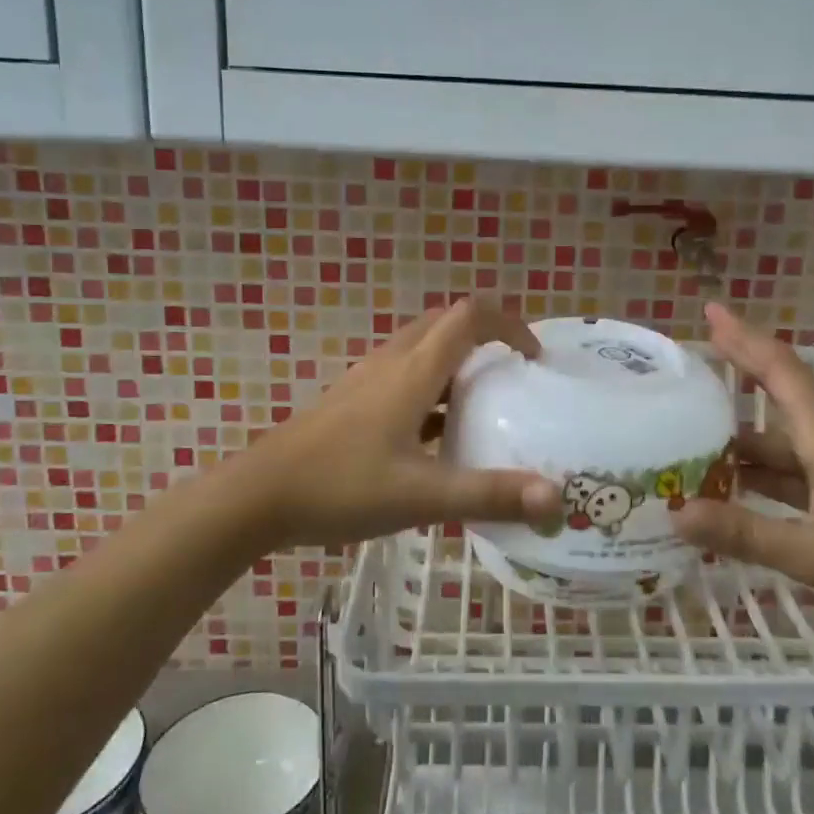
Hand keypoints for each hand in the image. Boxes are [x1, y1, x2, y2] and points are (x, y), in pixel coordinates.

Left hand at [232, 298, 561, 548]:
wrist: (257, 497)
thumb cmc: (341, 487)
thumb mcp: (421, 496)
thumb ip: (489, 494)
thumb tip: (556, 498)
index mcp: (413, 371)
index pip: (470, 315)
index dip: (509, 323)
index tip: (533, 358)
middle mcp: (392, 362)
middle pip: (446, 323)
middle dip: (486, 336)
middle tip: (513, 374)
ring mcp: (367, 380)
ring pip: (422, 349)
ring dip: (457, 361)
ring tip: (484, 403)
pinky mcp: (352, 402)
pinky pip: (403, 375)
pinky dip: (432, 387)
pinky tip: (437, 434)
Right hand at [673, 304, 813, 631]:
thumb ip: (746, 533)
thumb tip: (677, 515)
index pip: (779, 370)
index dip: (744, 338)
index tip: (710, 311)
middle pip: (775, 396)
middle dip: (733, 376)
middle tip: (684, 371)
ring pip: (778, 441)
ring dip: (737, 439)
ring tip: (686, 441)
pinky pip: (788, 471)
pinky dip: (756, 474)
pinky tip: (728, 491)